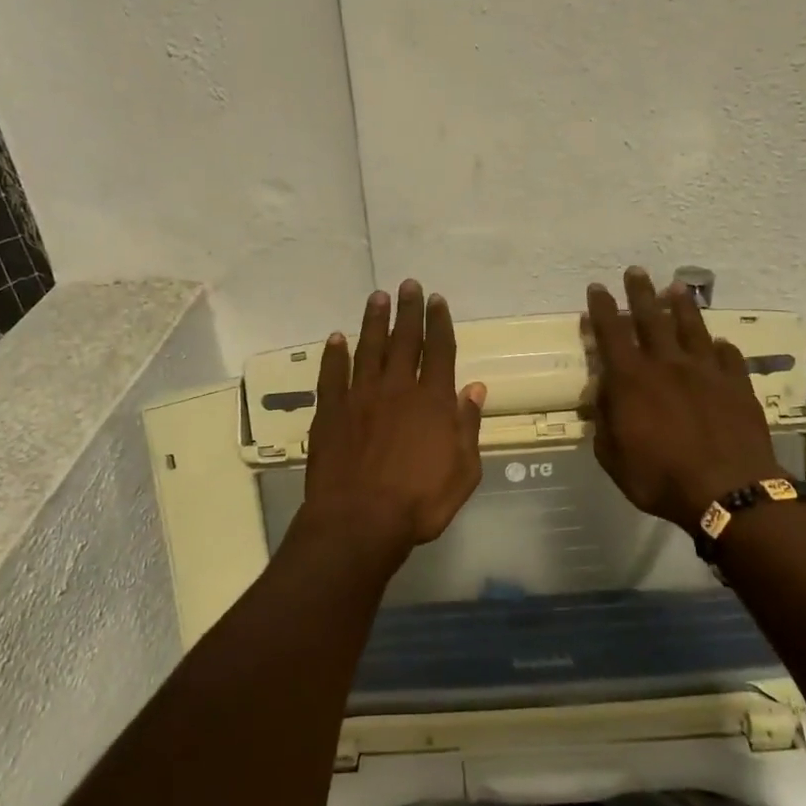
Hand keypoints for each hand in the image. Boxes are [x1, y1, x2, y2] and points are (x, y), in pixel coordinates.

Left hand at [301, 281, 487, 563]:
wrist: (360, 520)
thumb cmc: (419, 503)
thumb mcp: (463, 471)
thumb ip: (468, 426)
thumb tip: (476, 388)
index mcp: (432, 401)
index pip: (439, 351)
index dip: (439, 323)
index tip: (437, 300)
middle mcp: (397, 388)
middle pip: (404, 340)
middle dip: (408, 311)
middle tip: (408, 285)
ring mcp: (360, 397)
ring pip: (368, 348)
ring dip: (374, 321)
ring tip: (378, 296)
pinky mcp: (330, 411)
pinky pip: (332, 374)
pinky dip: (334, 354)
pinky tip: (336, 338)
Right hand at [584, 266, 785, 530]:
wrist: (728, 490)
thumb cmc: (660, 478)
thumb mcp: (613, 456)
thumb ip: (605, 420)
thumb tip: (604, 394)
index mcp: (632, 379)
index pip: (611, 333)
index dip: (602, 308)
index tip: (597, 288)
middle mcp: (667, 364)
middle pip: (651, 317)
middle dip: (641, 292)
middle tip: (635, 272)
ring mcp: (706, 371)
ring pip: (691, 327)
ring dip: (681, 305)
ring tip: (676, 287)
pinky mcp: (736, 383)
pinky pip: (727, 355)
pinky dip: (718, 346)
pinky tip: (717, 343)